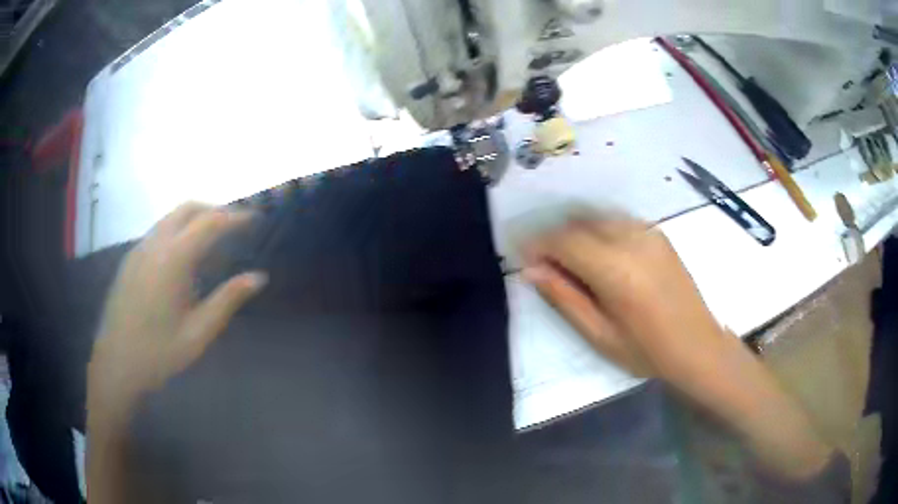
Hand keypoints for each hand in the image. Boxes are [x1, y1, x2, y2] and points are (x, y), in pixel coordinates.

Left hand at [88, 202, 267, 421]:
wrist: (117, 363)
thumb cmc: (159, 352)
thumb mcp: (199, 333)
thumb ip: (228, 300)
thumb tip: (259, 277)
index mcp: (174, 259)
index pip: (211, 222)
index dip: (236, 217)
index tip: (255, 219)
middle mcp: (155, 243)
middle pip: (188, 208)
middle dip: (215, 210)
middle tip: (235, 226)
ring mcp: (140, 248)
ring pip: (171, 217)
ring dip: (195, 218)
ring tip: (213, 239)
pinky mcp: (131, 258)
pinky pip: (159, 230)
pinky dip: (178, 229)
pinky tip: (183, 257)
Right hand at [521, 215, 732, 382]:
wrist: (697, 344)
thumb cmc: (646, 350)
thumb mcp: (599, 334)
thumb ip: (564, 298)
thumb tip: (532, 270)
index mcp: (616, 270)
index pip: (564, 241)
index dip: (538, 244)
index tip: (523, 256)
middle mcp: (631, 239)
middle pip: (579, 223)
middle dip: (554, 237)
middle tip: (542, 262)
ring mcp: (647, 232)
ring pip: (597, 217)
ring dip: (575, 232)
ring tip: (567, 260)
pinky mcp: (657, 233)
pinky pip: (616, 221)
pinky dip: (597, 230)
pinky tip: (597, 254)